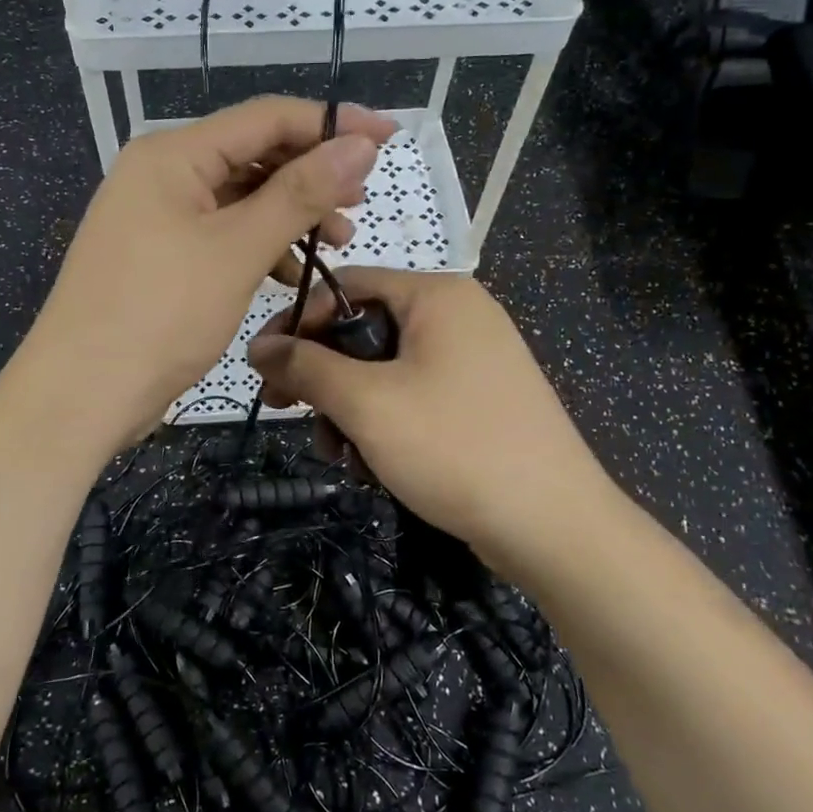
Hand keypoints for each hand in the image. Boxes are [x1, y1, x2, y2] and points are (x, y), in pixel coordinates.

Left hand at [22, 98, 397, 444]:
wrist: (81, 394)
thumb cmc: (160, 314)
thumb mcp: (237, 249)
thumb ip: (300, 193)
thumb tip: (360, 143)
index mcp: (172, 154)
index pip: (266, 118)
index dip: (330, 123)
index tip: (389, 137)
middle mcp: (161, 175)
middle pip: (252, 155)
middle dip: (311, 175)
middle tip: (360, 203)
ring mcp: (157, 217)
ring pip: (240, 199)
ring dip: (290, 215)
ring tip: (338, 240)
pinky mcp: (160, 257)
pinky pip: (221, 235)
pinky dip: (260, 247)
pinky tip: (291, 272)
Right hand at [246, 268, 618, 572]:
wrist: (554, 527)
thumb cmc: (454, 447)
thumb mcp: (367, 404)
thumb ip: (306, 367)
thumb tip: (258, 346)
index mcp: (437, 296)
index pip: (347, 284)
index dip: (298, 322)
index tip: (264, 367)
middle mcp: (459, 315)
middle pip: (364, 329)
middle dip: (323, 376)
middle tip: (289, 412)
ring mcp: (475, 359)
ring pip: (385, 369)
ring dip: (350, 408)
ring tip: (339, 455)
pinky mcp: (480, 399)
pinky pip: (414, 395)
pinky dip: (385, 423)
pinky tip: (373, 465)